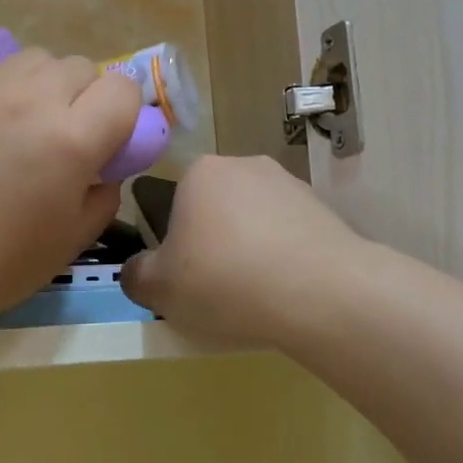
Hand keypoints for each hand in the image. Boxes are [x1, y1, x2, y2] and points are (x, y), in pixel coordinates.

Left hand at [0, 50, 142, 325]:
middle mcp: (33, 98)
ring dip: (40, 85)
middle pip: (80, 66)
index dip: (124, 111)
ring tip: (19, 122)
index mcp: (72, 138)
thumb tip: (105, 171)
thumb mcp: (68, 244)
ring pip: (33, 59)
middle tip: (62, 135)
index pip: (123, 88)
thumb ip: (103, 198)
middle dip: (83, 96)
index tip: (109, 138)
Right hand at [121, 155, 363, 348]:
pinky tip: (288, 293)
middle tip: (217, 291)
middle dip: (215, 245)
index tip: (186, 278)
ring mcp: (291, 185)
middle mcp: (246, 165)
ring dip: (251, 252)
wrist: (320, 292)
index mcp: (200, 172)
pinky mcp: (325, 211)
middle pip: (217, 211)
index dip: (176, 245)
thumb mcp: (159, 289)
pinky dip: (285, 260)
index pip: (175, 204)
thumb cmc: (225, 281)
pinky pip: (291, 237)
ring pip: (256, 223)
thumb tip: (139, 269)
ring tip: (257, 298)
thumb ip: (136, 275)